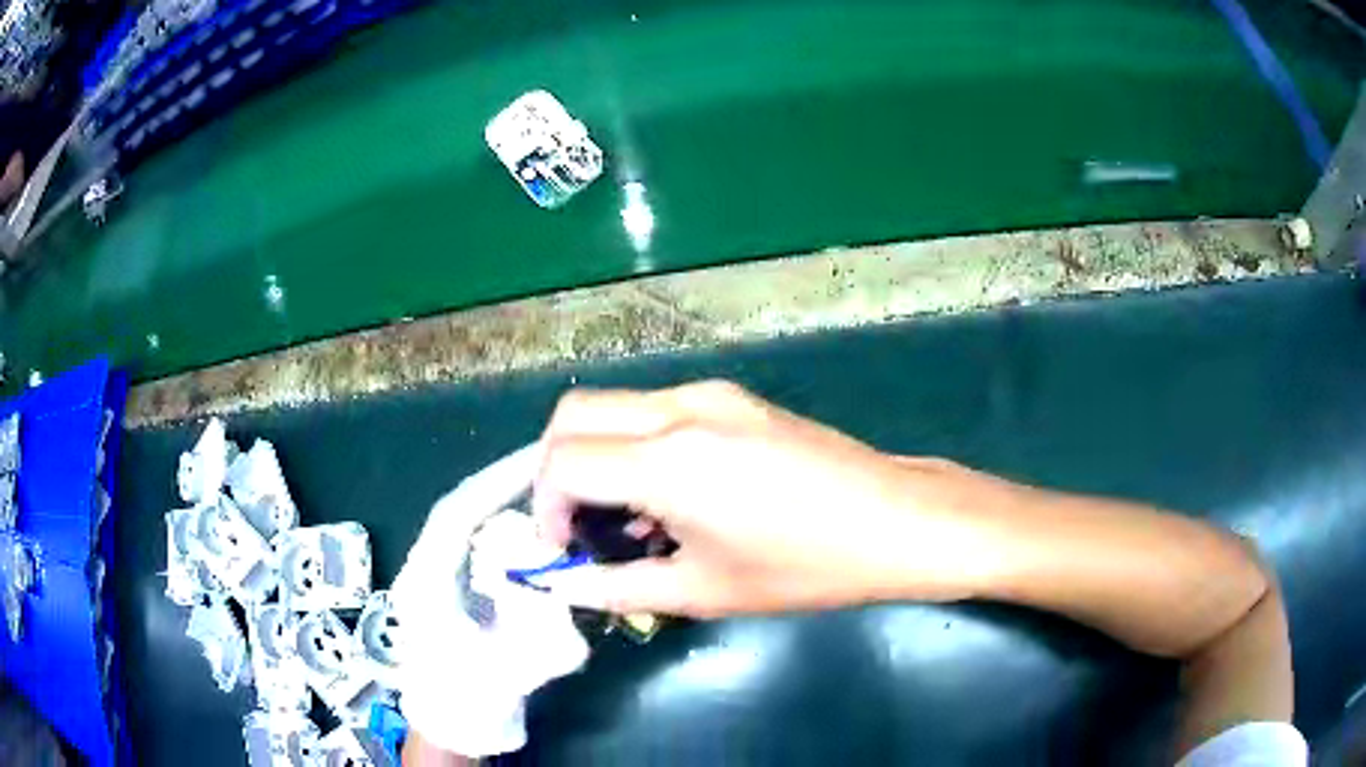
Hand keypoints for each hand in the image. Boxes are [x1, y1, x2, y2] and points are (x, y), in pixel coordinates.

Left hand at [392, 444, 587, 757]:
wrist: (449, 721)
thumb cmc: (471, 698)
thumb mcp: (510, 671)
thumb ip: (545, 637)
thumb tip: (576, 591)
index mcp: (425, 583)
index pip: (454, 515)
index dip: (495, 483)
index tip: (539, 462)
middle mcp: (423, 567)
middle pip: (458, 509)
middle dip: (502, 483)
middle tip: (551, 465)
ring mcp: (433, 574)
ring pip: (465, 522)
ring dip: (502, 501)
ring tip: (546, 488)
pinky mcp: (447, 583)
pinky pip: (473, 541)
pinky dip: (502, 526)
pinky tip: (533, 529)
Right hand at [532, 382, 1000, 617]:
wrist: (895, 521)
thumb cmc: (804, 566)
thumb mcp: (703, 591)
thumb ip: (618, 587)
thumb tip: (567, 585)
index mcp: (668, 460)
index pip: (562, 463)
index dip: (545, 510)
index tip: (562, 551)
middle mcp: (679, 408)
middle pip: (573, 415)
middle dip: (554, 471)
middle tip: (576, 528)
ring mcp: (710, 394)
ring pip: (614, 407)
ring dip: (596, 457)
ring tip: (626, 520)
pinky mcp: (734, 397)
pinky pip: (656, 410)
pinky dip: (634, 446)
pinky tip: (669, 497)